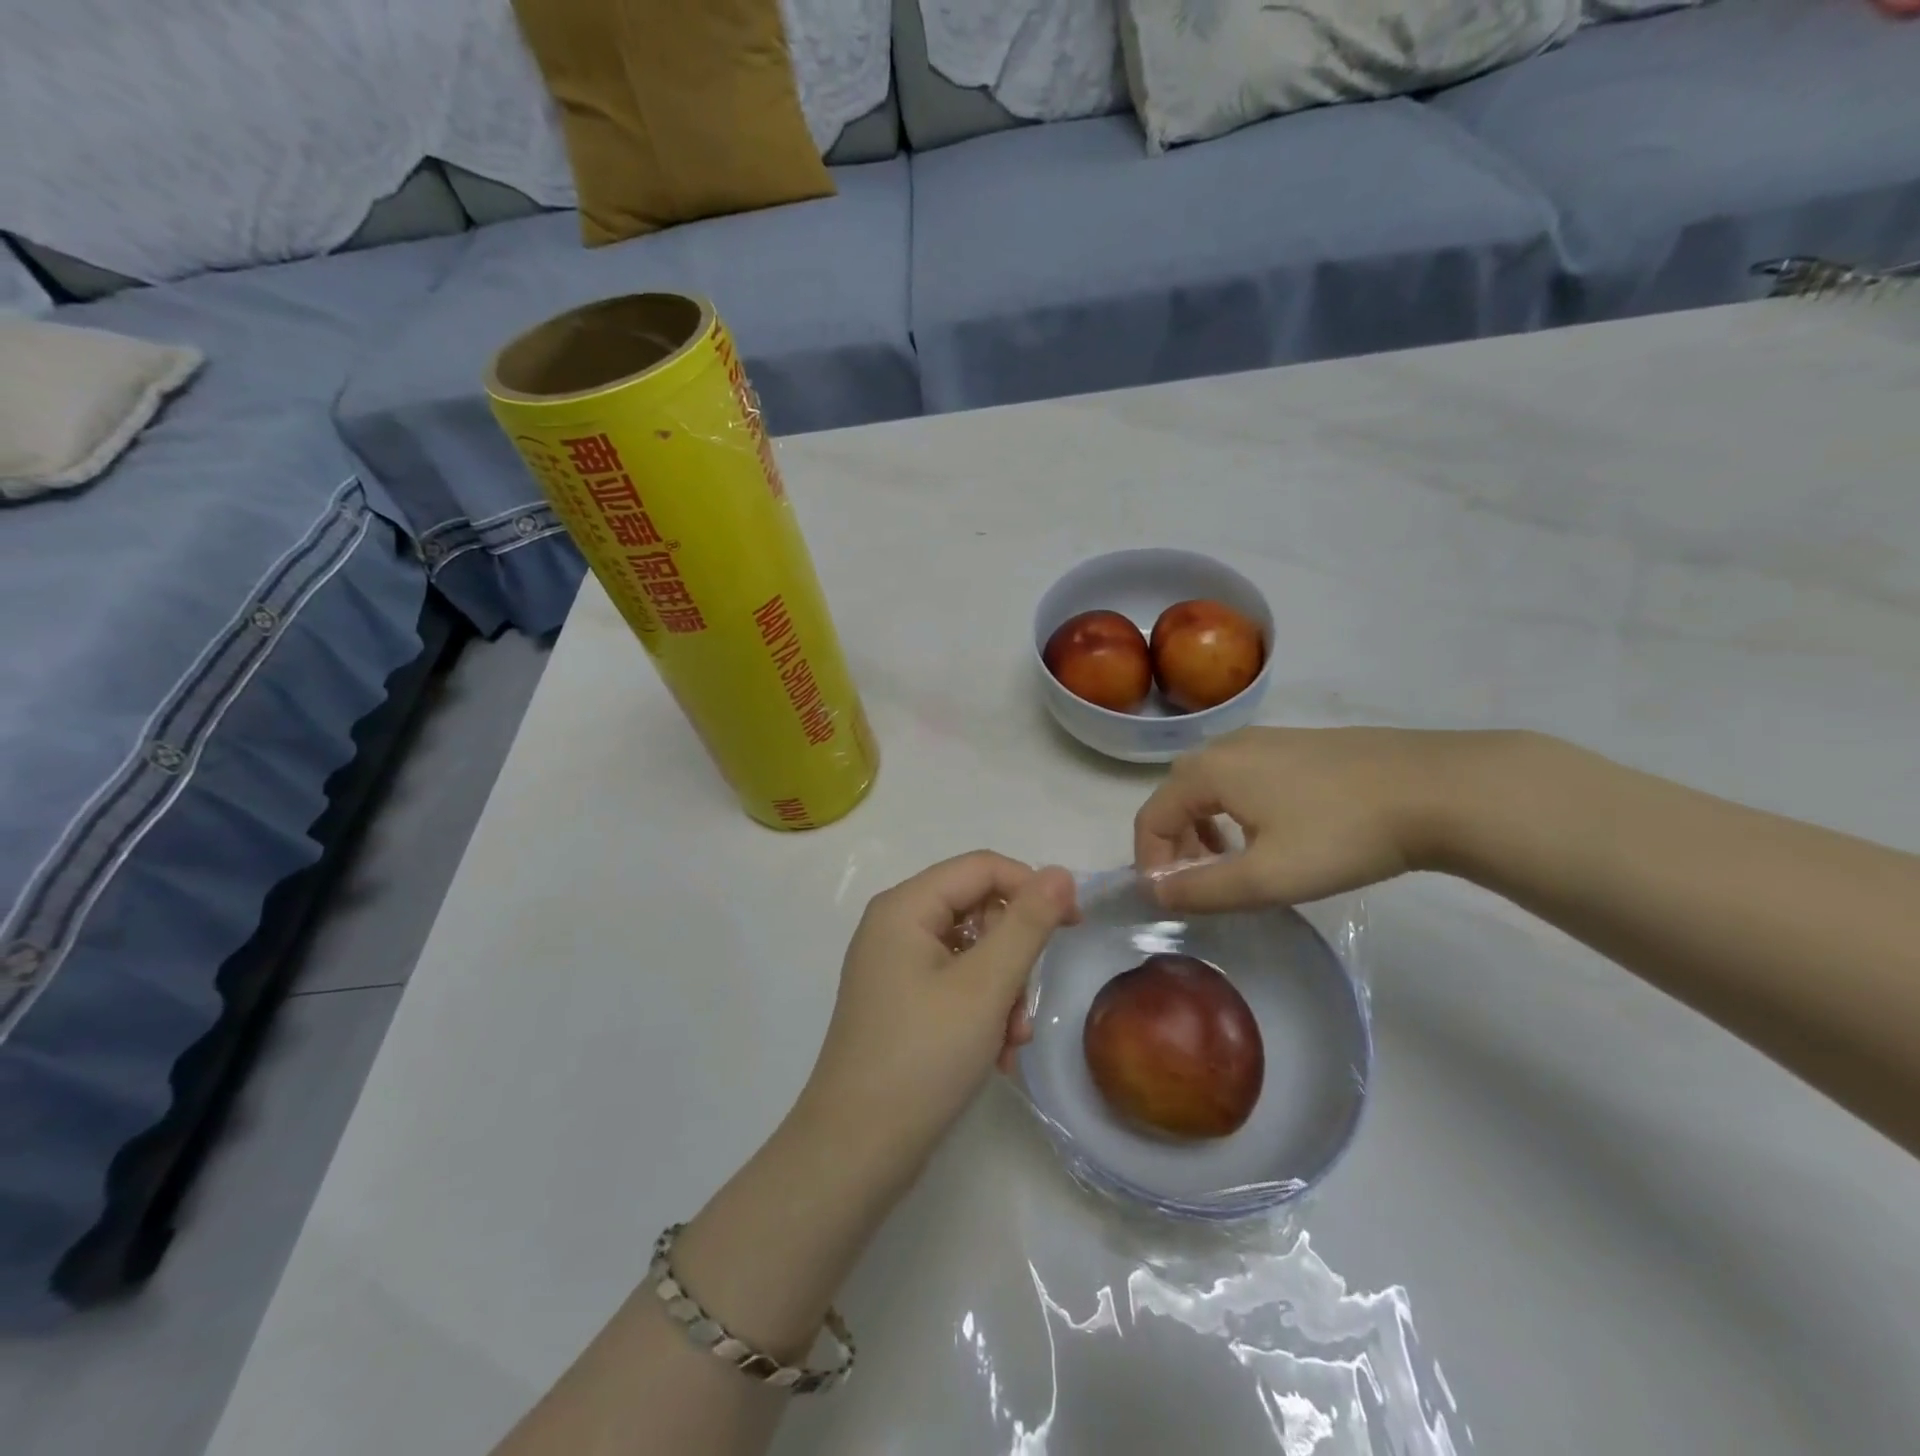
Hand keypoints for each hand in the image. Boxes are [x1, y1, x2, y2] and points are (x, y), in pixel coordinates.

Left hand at [799, 853, 1078, 1173]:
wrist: (856, 1151)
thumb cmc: (922, 1058)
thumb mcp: (985, 986)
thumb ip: (1027, 924)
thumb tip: (1060, 872)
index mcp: (905, 907)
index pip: (982, 867)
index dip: (1032, 886)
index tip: (1074, 925)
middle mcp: (895, 926)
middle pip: (977, 909)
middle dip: (1014, 954)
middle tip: (1027, 1002)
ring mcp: (895, 966)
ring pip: (972, 952)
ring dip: (1004, 990)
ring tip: (1011, 1041)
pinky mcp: (901, 1002)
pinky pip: (955, 984)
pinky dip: (983, 1010)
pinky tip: (996, 1054)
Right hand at [1134, 726, 1488, 911]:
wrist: (1436, 788)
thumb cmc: (1341, 834)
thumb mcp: (1267, 877)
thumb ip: (1202, 889)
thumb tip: (1155, 892)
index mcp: (1208, 772)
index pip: (1151, 817)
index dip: (1151, 863)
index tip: (1171, 901)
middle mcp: (1225, 746)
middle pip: (1176, 797)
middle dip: (1177, 845)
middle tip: (1202, 884)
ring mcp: (1264, 739)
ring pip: (1210, 786)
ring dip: (1205, 828)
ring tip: (1237, 864)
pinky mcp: (1297, 744)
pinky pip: (1242, 777)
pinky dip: (1235, 810)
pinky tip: (1276, 835)